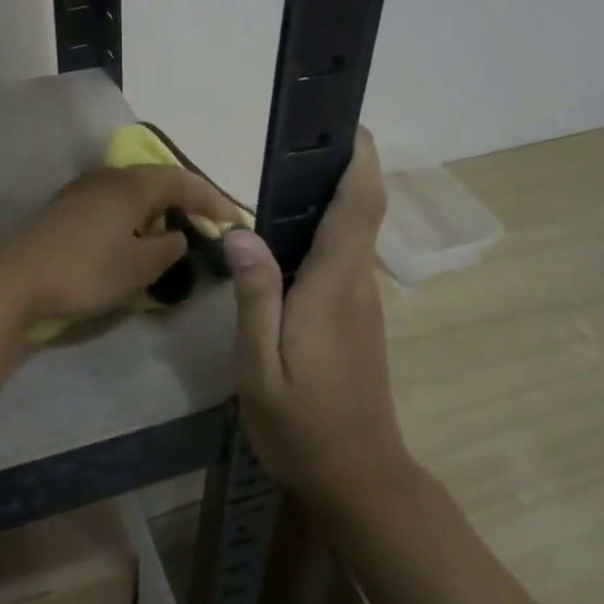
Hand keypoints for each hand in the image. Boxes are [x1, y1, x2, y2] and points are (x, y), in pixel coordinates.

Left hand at [0, 164, 240, 322]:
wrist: (16, 280)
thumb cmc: (85, 271)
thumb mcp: (139, 267)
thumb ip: (168, 248)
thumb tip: (177, 235)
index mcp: (133, 185)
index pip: (184, 182)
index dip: (213, 200)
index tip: (235, 220)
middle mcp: (110, 177)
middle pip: (159, 178)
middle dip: (188, 197)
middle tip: (209, 219)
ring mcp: (84, 189)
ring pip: (134, 187)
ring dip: (160, 203)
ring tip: (176, 224)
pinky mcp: (67, 206)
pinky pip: (115, 199)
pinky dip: (136, 211)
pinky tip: (136, 230)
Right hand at [224, 129, 411, 502]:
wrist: (358, 478)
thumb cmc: (301, 426)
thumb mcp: (259, 367)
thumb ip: (255, 297)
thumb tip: (240, 231)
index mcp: (332, 288)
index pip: (358, 208)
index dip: (359, 161)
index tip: (346, 125)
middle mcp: (357, 285)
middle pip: (360, 212)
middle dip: (341, 169)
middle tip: (296, 143)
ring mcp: (363, 303)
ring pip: (353, 236)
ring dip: (331, 200)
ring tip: (283, 179)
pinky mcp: (359, 320)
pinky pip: (344, 260)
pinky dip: (324, 234)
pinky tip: (286, 243)